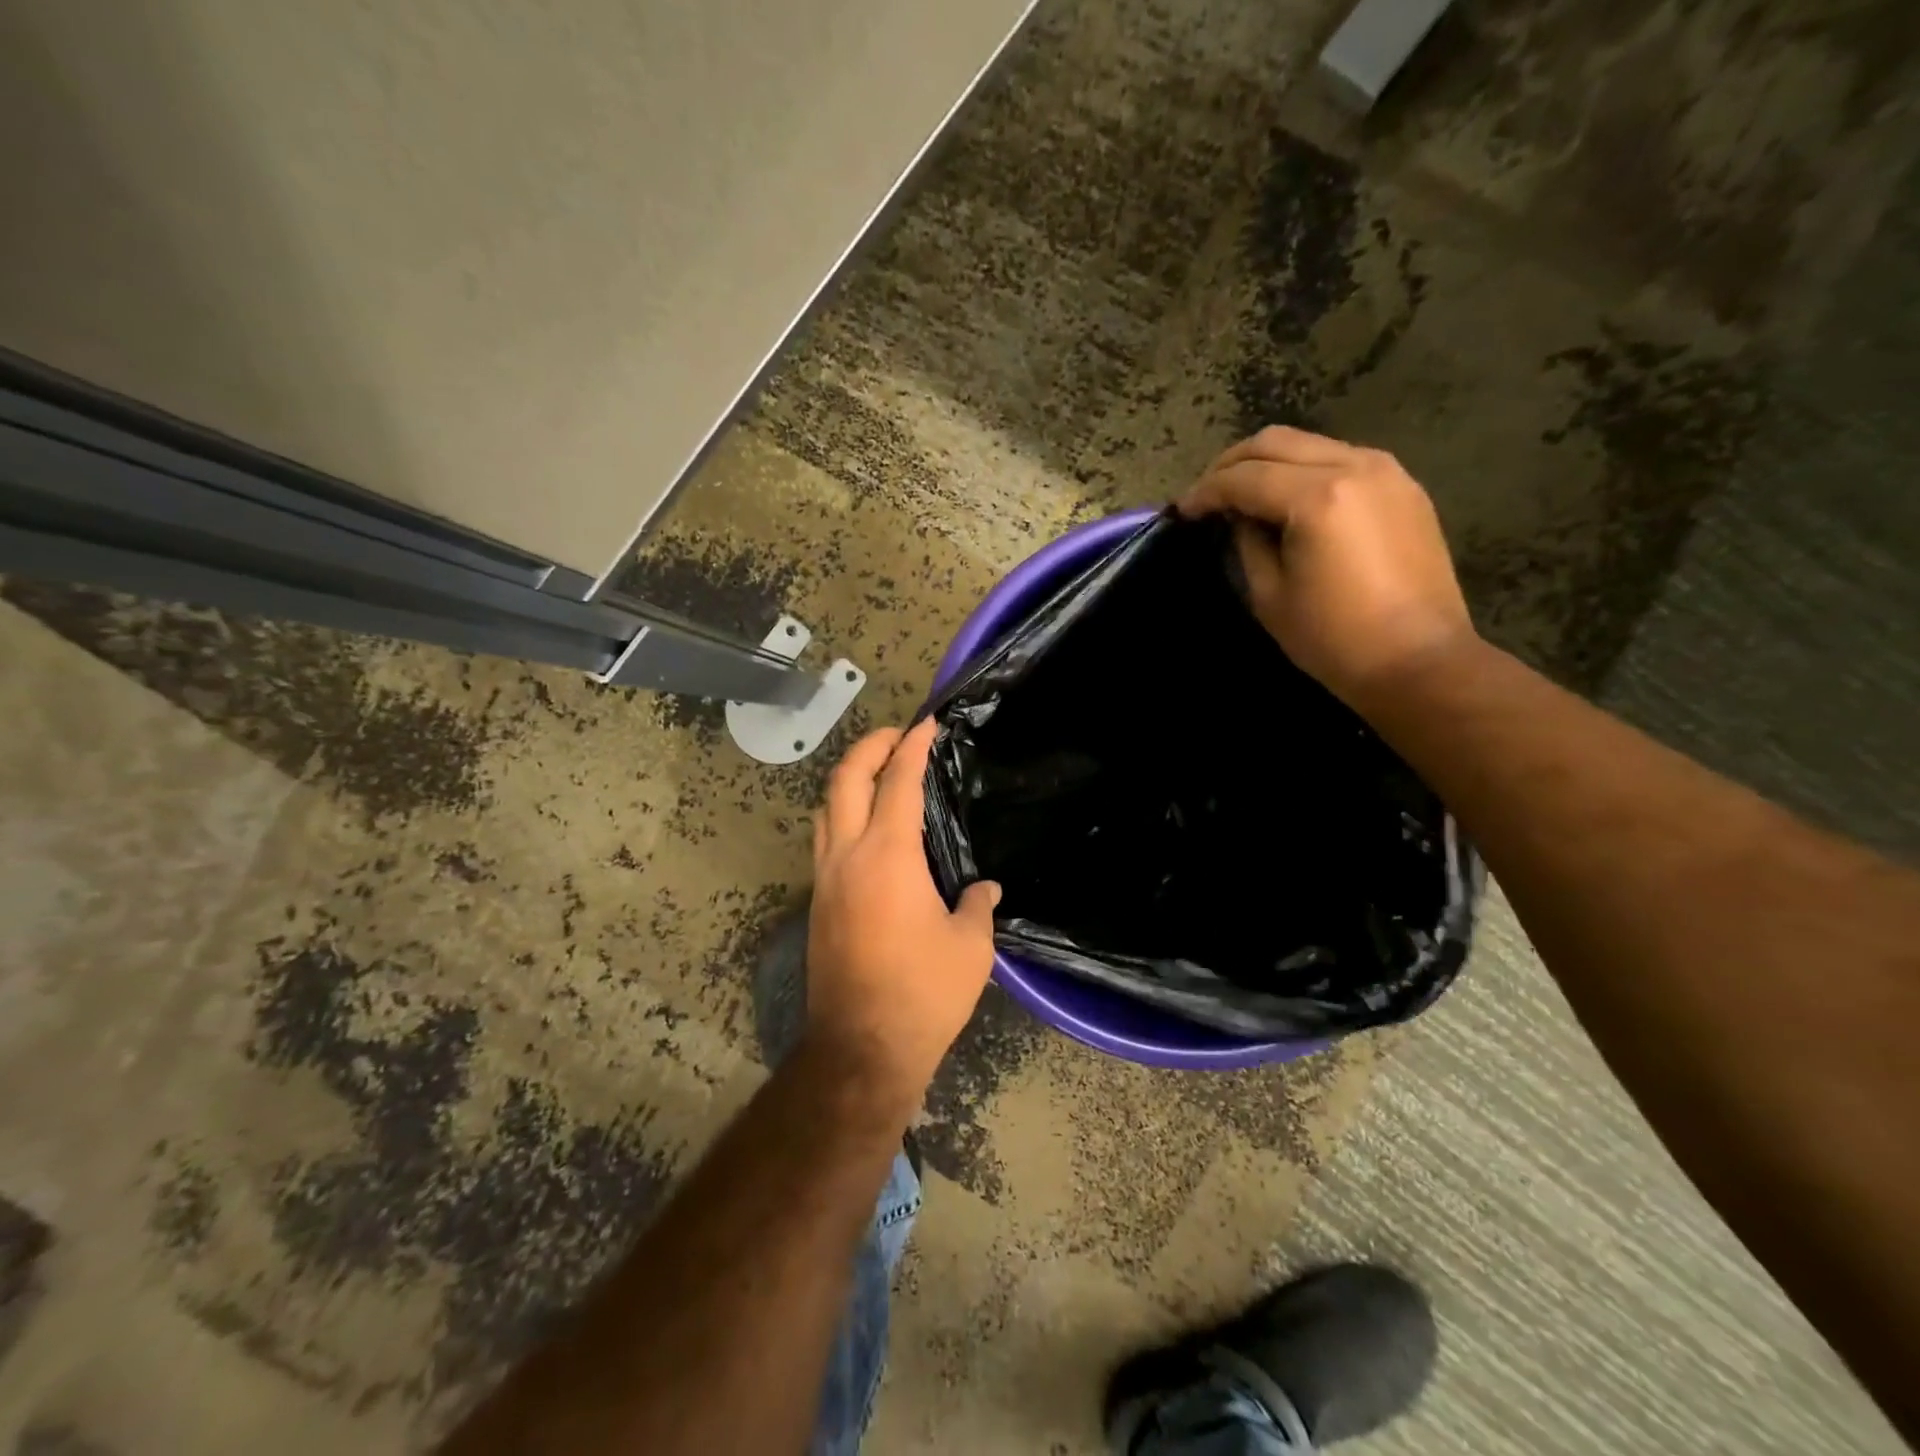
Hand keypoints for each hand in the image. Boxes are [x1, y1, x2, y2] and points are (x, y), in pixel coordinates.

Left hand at [806, 719, 1000, 1107]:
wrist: (861, 1049)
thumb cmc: (923, 993)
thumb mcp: (970, 947)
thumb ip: (978, 905)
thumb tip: (985, 888)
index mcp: (888, 856)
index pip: (897, 782)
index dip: (912, 747)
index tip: (926, 725)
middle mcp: (847, 856)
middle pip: (845, 780)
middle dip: (869, 746)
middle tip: (897, 735)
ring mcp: (825, 879)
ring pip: (825, 808)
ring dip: (849, 779)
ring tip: (878, 773)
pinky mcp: (817, 903)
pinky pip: (825, 839)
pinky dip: (842, 814)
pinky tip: (867, 829)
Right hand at [1177, 426, 1477, 706]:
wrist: (1419, 660)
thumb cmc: (1334, 638)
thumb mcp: (1270, 595)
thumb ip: (1247, 543)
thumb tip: (1239, 517)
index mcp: (1317, 497)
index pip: (1244, 477)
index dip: (1205, 492)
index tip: (1181, 511)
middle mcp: (1354, 466)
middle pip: (1275, 442)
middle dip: (1231, 464)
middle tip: (1207, 495)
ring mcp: (1385, 471)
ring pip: (1309, 443)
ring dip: (1268, 463)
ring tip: (1243, 495)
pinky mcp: (1403, 486)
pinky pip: (1341, 459)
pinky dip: (1304, 470)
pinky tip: (1289, 500)